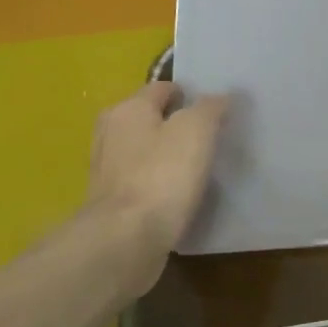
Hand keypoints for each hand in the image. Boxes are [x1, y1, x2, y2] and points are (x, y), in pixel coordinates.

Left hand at [86, 82, 226, 286]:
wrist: (126, 238)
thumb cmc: (162, 176)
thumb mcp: (196, 131)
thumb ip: (210, 108)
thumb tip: (220, 97)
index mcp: (128, 109)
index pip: (162, 88)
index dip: (190, 94)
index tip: (215, 110)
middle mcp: (110, 133)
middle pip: (149, 118)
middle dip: (176, 124)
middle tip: (209, 138)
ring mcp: (107, 169)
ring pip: (144, 150)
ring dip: (166, 155)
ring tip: (197, 167)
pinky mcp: (112, 201)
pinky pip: (141, 180)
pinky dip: (158, 182)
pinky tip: (178, 194)